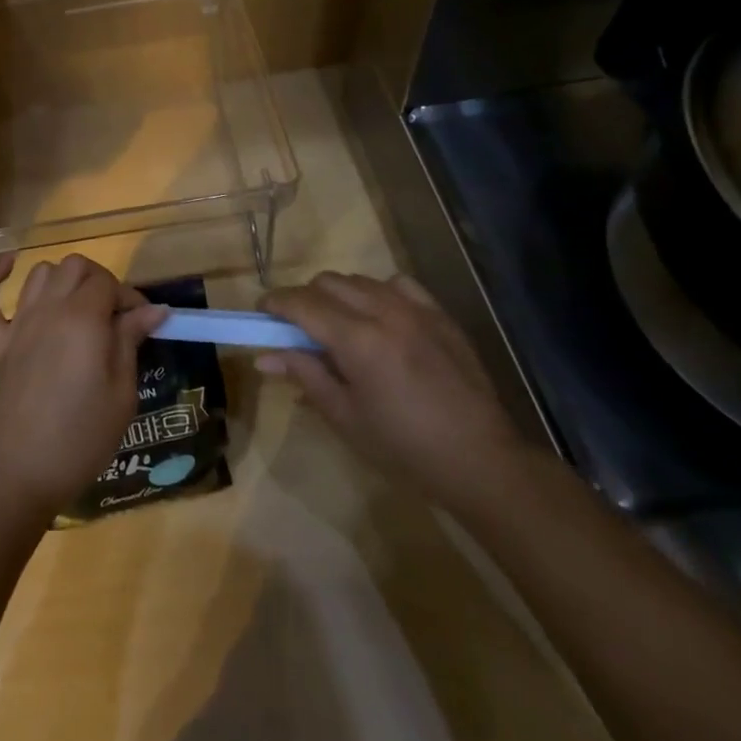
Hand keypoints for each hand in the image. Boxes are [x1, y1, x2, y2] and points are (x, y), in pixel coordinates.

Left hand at [0, 253, 166, 525]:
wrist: (17, 475)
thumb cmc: (79, 438)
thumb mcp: (121, 394)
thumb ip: (131, 341)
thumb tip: (153, 308)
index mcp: (83, 319)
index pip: (109, 282)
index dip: (130, 297)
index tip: (143, 324)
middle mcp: (48, 309)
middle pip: (75, 267)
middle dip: (100, 282)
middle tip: (113, 318)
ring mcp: (15, 324)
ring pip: (38, 274)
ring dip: (61, 280)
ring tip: (76, 307)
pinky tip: (6, 268)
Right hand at [258, 272, 528, 510]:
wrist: (480, 461)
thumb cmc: (404, 448)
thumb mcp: (345, 417)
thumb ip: (305, 376)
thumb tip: (265, 356)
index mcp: (358, 341)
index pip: (302, 304)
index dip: (275, 303)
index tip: (260, 314)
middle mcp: (385, 312)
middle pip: (328, 282)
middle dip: (305, 298)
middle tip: (298, 329)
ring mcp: (416, 309)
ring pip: (361, 280)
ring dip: (339, 295)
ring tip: (338, 326)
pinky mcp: (440, 315)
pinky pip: (398, 284)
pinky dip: (378, 292)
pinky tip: (379, 317)